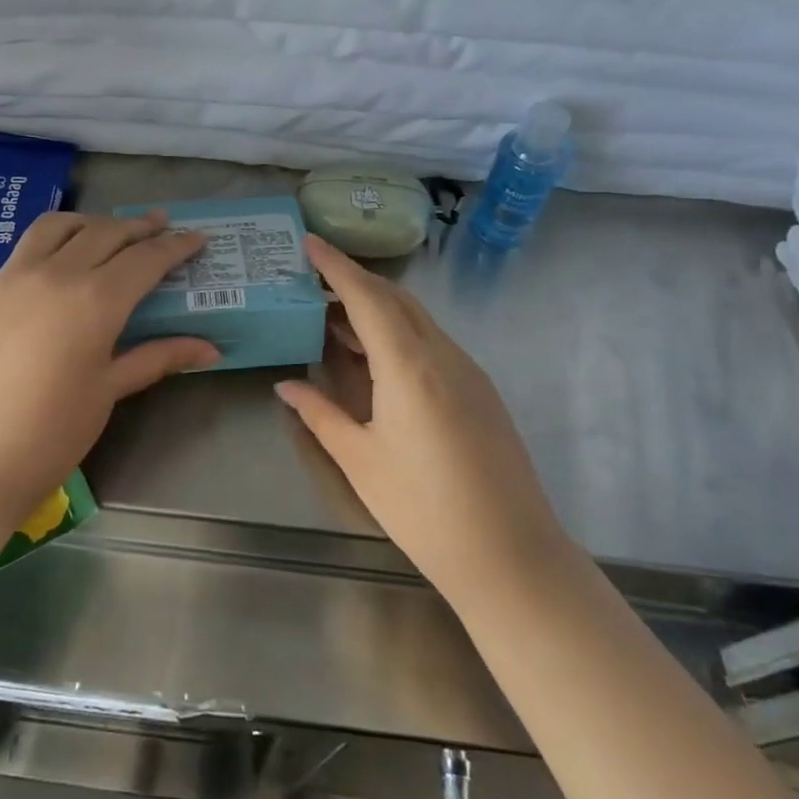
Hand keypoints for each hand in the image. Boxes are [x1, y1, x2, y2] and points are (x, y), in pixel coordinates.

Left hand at [0, 209, 217, 534]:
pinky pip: (27, 246)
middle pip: (106, 233)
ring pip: (60, 226)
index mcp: (95, 301)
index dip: (175, 246)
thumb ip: (156, 358)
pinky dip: (56, 238)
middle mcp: (56, 274)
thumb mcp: (107, 393)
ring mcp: (14, 277)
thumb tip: (210, 349)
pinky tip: (63, 259)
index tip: (197, 237)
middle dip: (139, 227)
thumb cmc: (49, 436)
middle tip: (162, 227)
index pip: (145, 259)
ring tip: (111, 231)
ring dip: (93, 222)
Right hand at [275, 236, 573, 610]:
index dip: (336, 265)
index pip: (367, 296)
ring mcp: (468, 369)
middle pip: (395, 298)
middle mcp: (442, 354)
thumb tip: (286, 384)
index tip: (309, 242)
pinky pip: (432, 341)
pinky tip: (376, 357)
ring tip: (335, 319)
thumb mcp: (360, 461)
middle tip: (313, 281)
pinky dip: (399, 332)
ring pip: (416, 318)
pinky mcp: (481, 388)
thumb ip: (320, 414)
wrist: (511, 556)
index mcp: (408, 365)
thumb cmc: (424, 510)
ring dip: (376, 308)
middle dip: (354, 281)